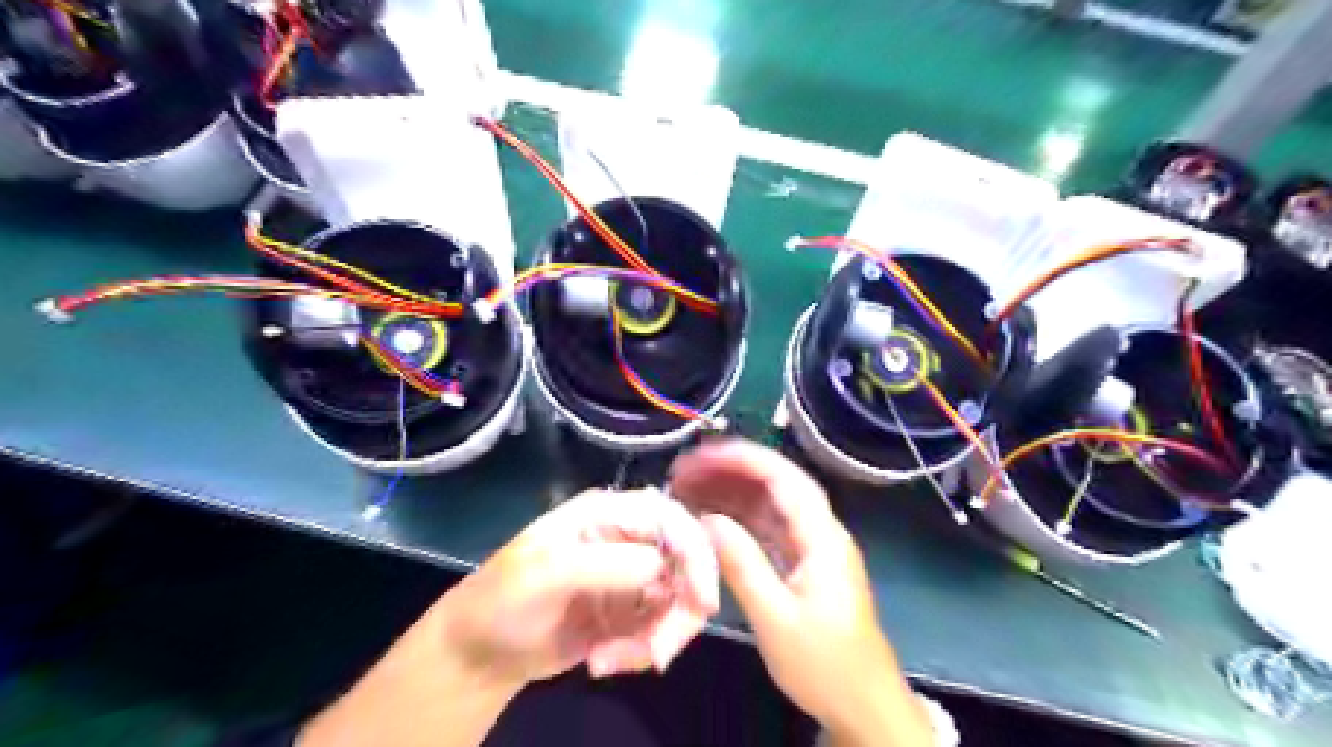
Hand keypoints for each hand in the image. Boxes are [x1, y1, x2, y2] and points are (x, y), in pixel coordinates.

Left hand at [441, 486, 717, 684]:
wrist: (480, 653)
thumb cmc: (503, 599)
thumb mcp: (548, 572)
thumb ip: (608, 562)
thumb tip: (662, 566)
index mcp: (608, 513)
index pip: (672, 519)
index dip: (696, 555)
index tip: (702, 604)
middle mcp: (628, 538)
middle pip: (686, 562)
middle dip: (678, 611)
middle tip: (656, 654)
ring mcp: (632, 575)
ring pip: (678, 600)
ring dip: (654, 638)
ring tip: (610, 660)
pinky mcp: (631, 611)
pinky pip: (660, 628)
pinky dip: (641, 651)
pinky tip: (603, 661)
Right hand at [672, 439, 927, 743]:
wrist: (863, 704)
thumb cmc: (822, 664)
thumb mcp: (775, 618)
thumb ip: (742, 564)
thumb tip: (708, 519)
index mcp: (823, 538)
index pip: (784, 480)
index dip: (743, 459)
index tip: (703, 454)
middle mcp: (821, 532)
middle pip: (776, 485)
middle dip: (732, 470)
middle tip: (685, 468)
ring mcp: (814, 547)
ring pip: (771, 505)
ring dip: (733, 492)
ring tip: (689, 485)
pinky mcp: (805, 563)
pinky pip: (770, 528)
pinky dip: (741, 518)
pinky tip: (712, 516)